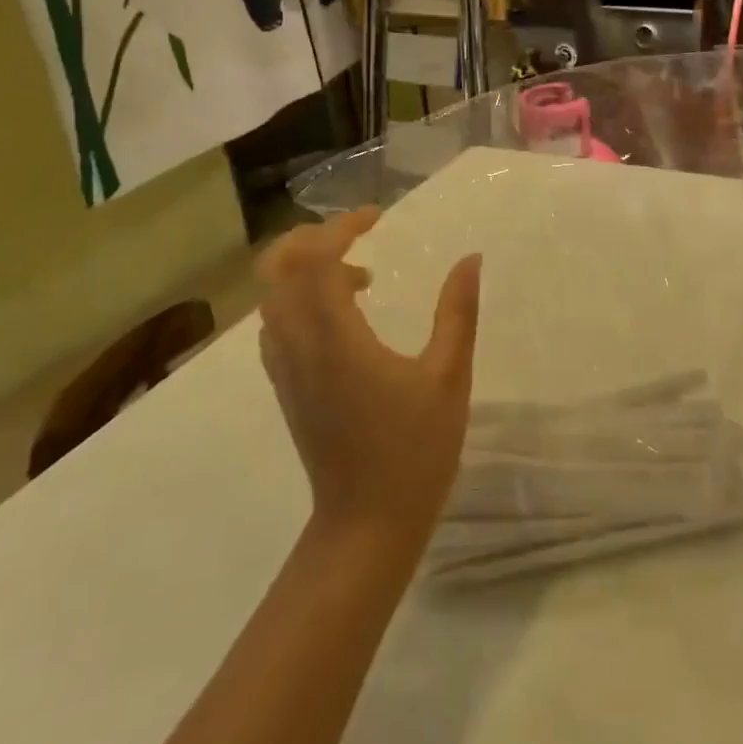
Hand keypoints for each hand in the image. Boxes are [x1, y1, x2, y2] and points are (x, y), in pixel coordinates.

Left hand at [256, 208, 479, 552]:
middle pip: (277, 267)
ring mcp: (285, 368)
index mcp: (336, 339)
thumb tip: (470, 259)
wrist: (366, 526)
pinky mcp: (286, 386)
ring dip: (305, 266)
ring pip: (271, 294)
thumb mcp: (449, 377)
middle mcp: (298, 345)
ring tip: (360, 273)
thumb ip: (458, 312)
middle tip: (358, 235)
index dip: (342, 227)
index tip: (378, 216)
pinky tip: (344, 312)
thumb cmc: (414, 451)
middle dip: (312, 237)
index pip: (317, 259)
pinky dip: (299, 296)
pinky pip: (276, 322)